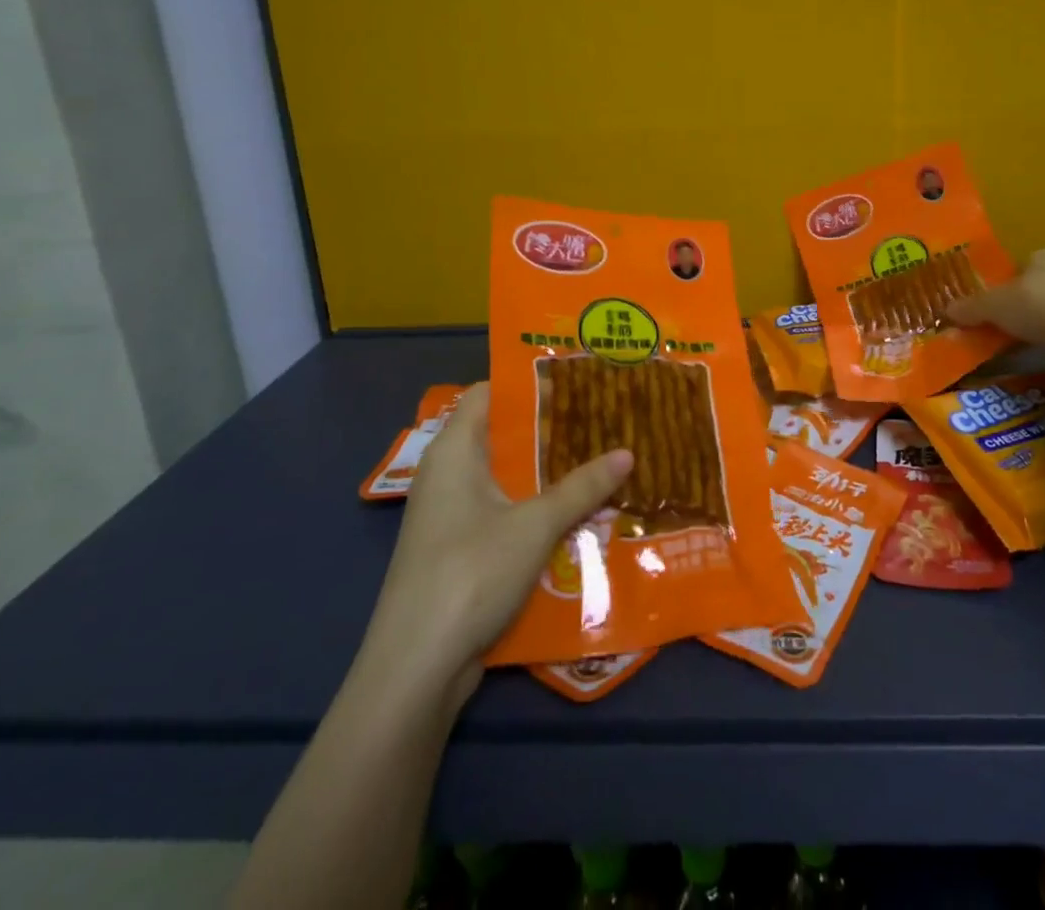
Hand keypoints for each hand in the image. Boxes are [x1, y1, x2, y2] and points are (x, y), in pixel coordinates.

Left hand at [355, 382, 631, 711]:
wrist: (416, 667)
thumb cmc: (470, 573)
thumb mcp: (535, 524)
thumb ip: (582, 487)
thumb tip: (628, 452)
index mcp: (454, 450)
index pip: (490, 393)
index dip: (531, 381)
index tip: (577, 376)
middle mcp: (447, 474)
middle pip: (502, 435)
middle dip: (550, 428)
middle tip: (602, 416)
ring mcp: (450, 515)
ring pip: (506, 477)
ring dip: (547, 472)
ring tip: (599, 458)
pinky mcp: (458, 550)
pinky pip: (502, 512)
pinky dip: (535, 507)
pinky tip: (576, 512)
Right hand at [948, 247, 1044, 354]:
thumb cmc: (1039, 304)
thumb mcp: (994, 306)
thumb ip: (972, 307)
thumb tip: (947, 310)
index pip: (1022, 264)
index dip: (1007, 283)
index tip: (996, 304)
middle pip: (1043, 284)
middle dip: (1029, 302)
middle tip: (1010, 324)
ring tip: (1030, 342)